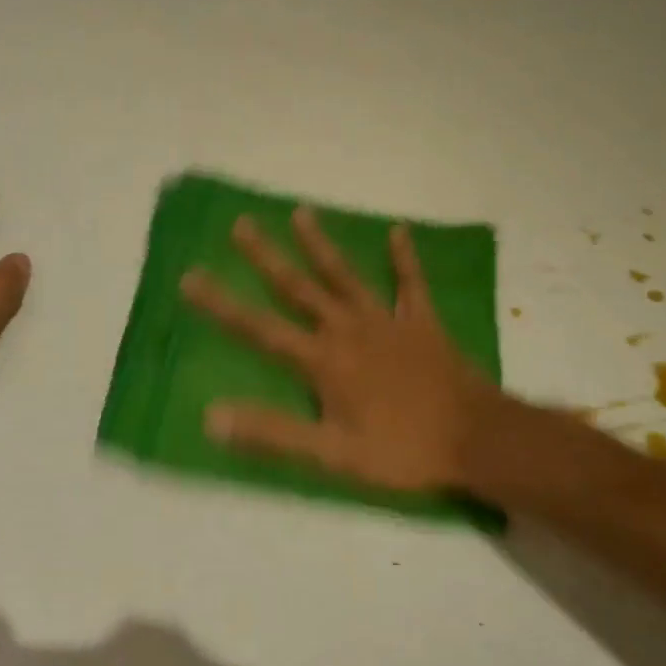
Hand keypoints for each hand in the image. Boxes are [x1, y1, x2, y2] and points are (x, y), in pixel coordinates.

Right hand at [180, 209, 496, 491]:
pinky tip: (397, 231)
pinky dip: (404, 258)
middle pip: (299, 288)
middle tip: (241, 224)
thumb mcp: (332, 454)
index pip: (260, 329)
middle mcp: (348, 330)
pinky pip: (411, 284)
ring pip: (346, 276)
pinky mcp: (421, 323)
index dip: (222, 305)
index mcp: (323, 361)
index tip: (190, 277)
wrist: (476, 439)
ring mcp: (387, 322)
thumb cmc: (401, 451)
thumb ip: (273, 432)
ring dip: (321, 245)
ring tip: (301, 212)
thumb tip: (212, 416)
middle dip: (266, 257)